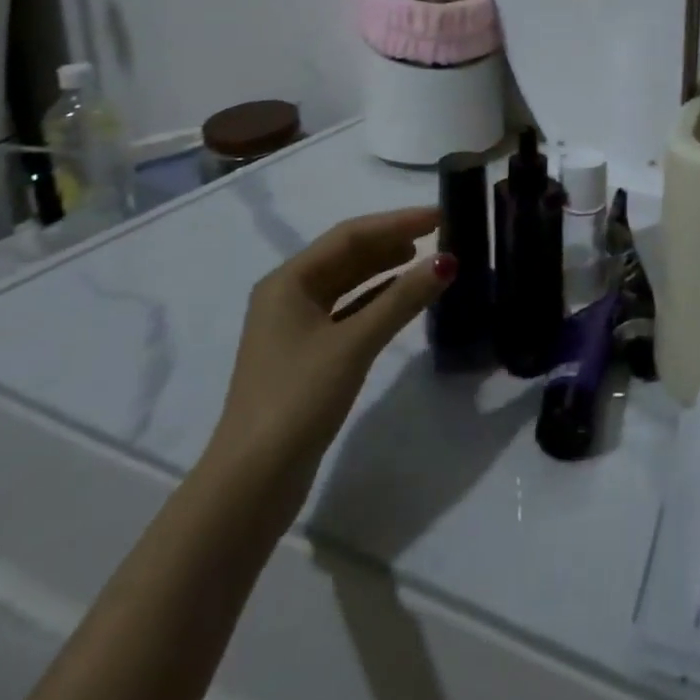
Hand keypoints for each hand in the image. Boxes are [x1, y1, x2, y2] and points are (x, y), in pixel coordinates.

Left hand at [207, 207, 452, 483]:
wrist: (251, 483)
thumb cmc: (298, 399)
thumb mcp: (355, 343)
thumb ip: (402, 299)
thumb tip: (448, 261)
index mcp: (288, 282)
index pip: (349, 236)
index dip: (396, 221)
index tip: (438, 216)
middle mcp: (287, 295)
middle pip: (347, 255)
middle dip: (391, 241)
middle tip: (438, 234)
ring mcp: (294, 327)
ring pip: (347, 283)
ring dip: (386, 269)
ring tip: (426, 259)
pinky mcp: (305, 355)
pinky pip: (347, 310)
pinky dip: (376, 298)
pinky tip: (403, 298)